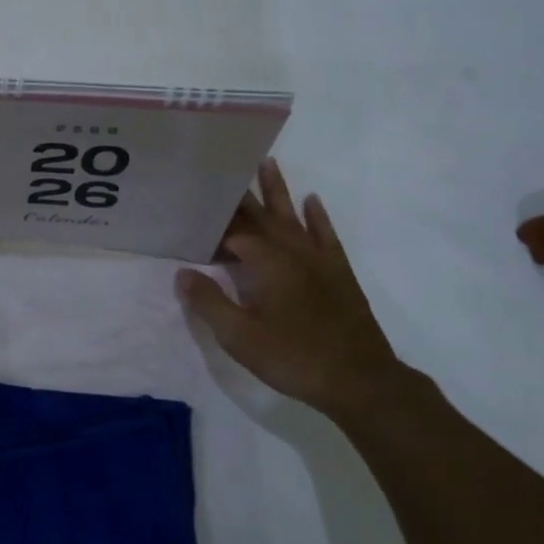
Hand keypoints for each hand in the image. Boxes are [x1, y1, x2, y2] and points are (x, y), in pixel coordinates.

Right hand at [176, 159, 405, 413]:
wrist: (361, 380)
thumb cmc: (294, 357)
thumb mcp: (240, 337)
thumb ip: (209, 302)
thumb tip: (182, 272)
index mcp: (266, 263)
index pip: (232, 233)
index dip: (211, 230)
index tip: (191, 223)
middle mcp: (292, 251)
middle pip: (262, 216)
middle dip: (241, 195)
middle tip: (223, 169)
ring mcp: (319, 259)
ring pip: (293, 216)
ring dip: (279, 190)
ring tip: (267, 163)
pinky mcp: (339, 273)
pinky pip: (326, 235)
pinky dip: (318, 216)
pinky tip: (312, 202)